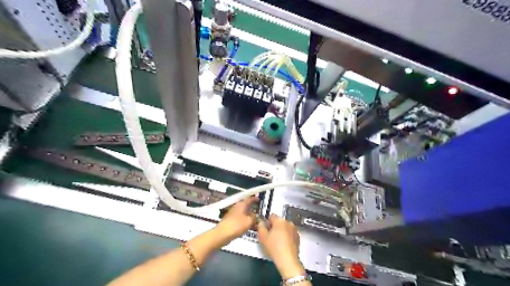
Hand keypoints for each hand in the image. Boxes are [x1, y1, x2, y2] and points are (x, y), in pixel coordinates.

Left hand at [213, 197, 256, 242]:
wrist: (222, 234)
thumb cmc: (236, 225)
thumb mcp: (249, 221)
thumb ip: (254, 217)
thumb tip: (256, 215)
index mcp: (241, 205)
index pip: (249, 199)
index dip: (254, 199)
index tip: (259, 199)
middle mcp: (237, 207)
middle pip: (246, 206)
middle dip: (253, 210)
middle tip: (260, 213)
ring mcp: (233, 214)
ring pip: (244, 214)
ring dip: (250, 217)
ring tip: (256, 223)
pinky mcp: (231, 221)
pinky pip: (240, 219)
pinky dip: (245, 222)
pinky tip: (249, 227)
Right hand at [257, 215, 303, 278]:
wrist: (288, 260)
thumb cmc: (274, 246)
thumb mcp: (262, 236)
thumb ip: (260, 226)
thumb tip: (261, 222)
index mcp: (280, 220)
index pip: (271, 216)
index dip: (267, 222)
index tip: (265, 230)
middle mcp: (288, 222)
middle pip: (279, 222)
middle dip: (274, 227)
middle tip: (270, 237)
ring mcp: (295, 230)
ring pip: (285, 228)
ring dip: (281, 232)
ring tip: (277, 242)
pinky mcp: (298, 238)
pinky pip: (290, 234)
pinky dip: (287, 237)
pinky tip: (283, 245)